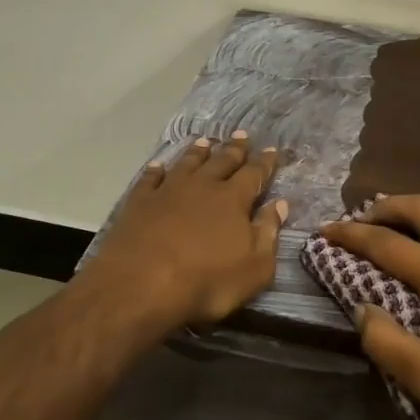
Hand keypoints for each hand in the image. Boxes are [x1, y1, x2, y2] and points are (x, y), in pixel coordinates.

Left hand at [85, 132, 286, 332]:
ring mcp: (168, 191)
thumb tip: (280, 204)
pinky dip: (156, 170)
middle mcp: (202, 186)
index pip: (254, 174)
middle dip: (235, 149)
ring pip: (187, 163)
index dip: (265, 162)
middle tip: (242, 135)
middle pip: (222, 161)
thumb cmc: (206, 282)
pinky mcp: (139, 202)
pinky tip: (158, 166)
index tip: (271, 149)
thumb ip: (268, 233)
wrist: (141, 285)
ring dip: (198, 152)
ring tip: (205, 141)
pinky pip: (150, 178)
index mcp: (233, 200)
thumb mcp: (254, 268)